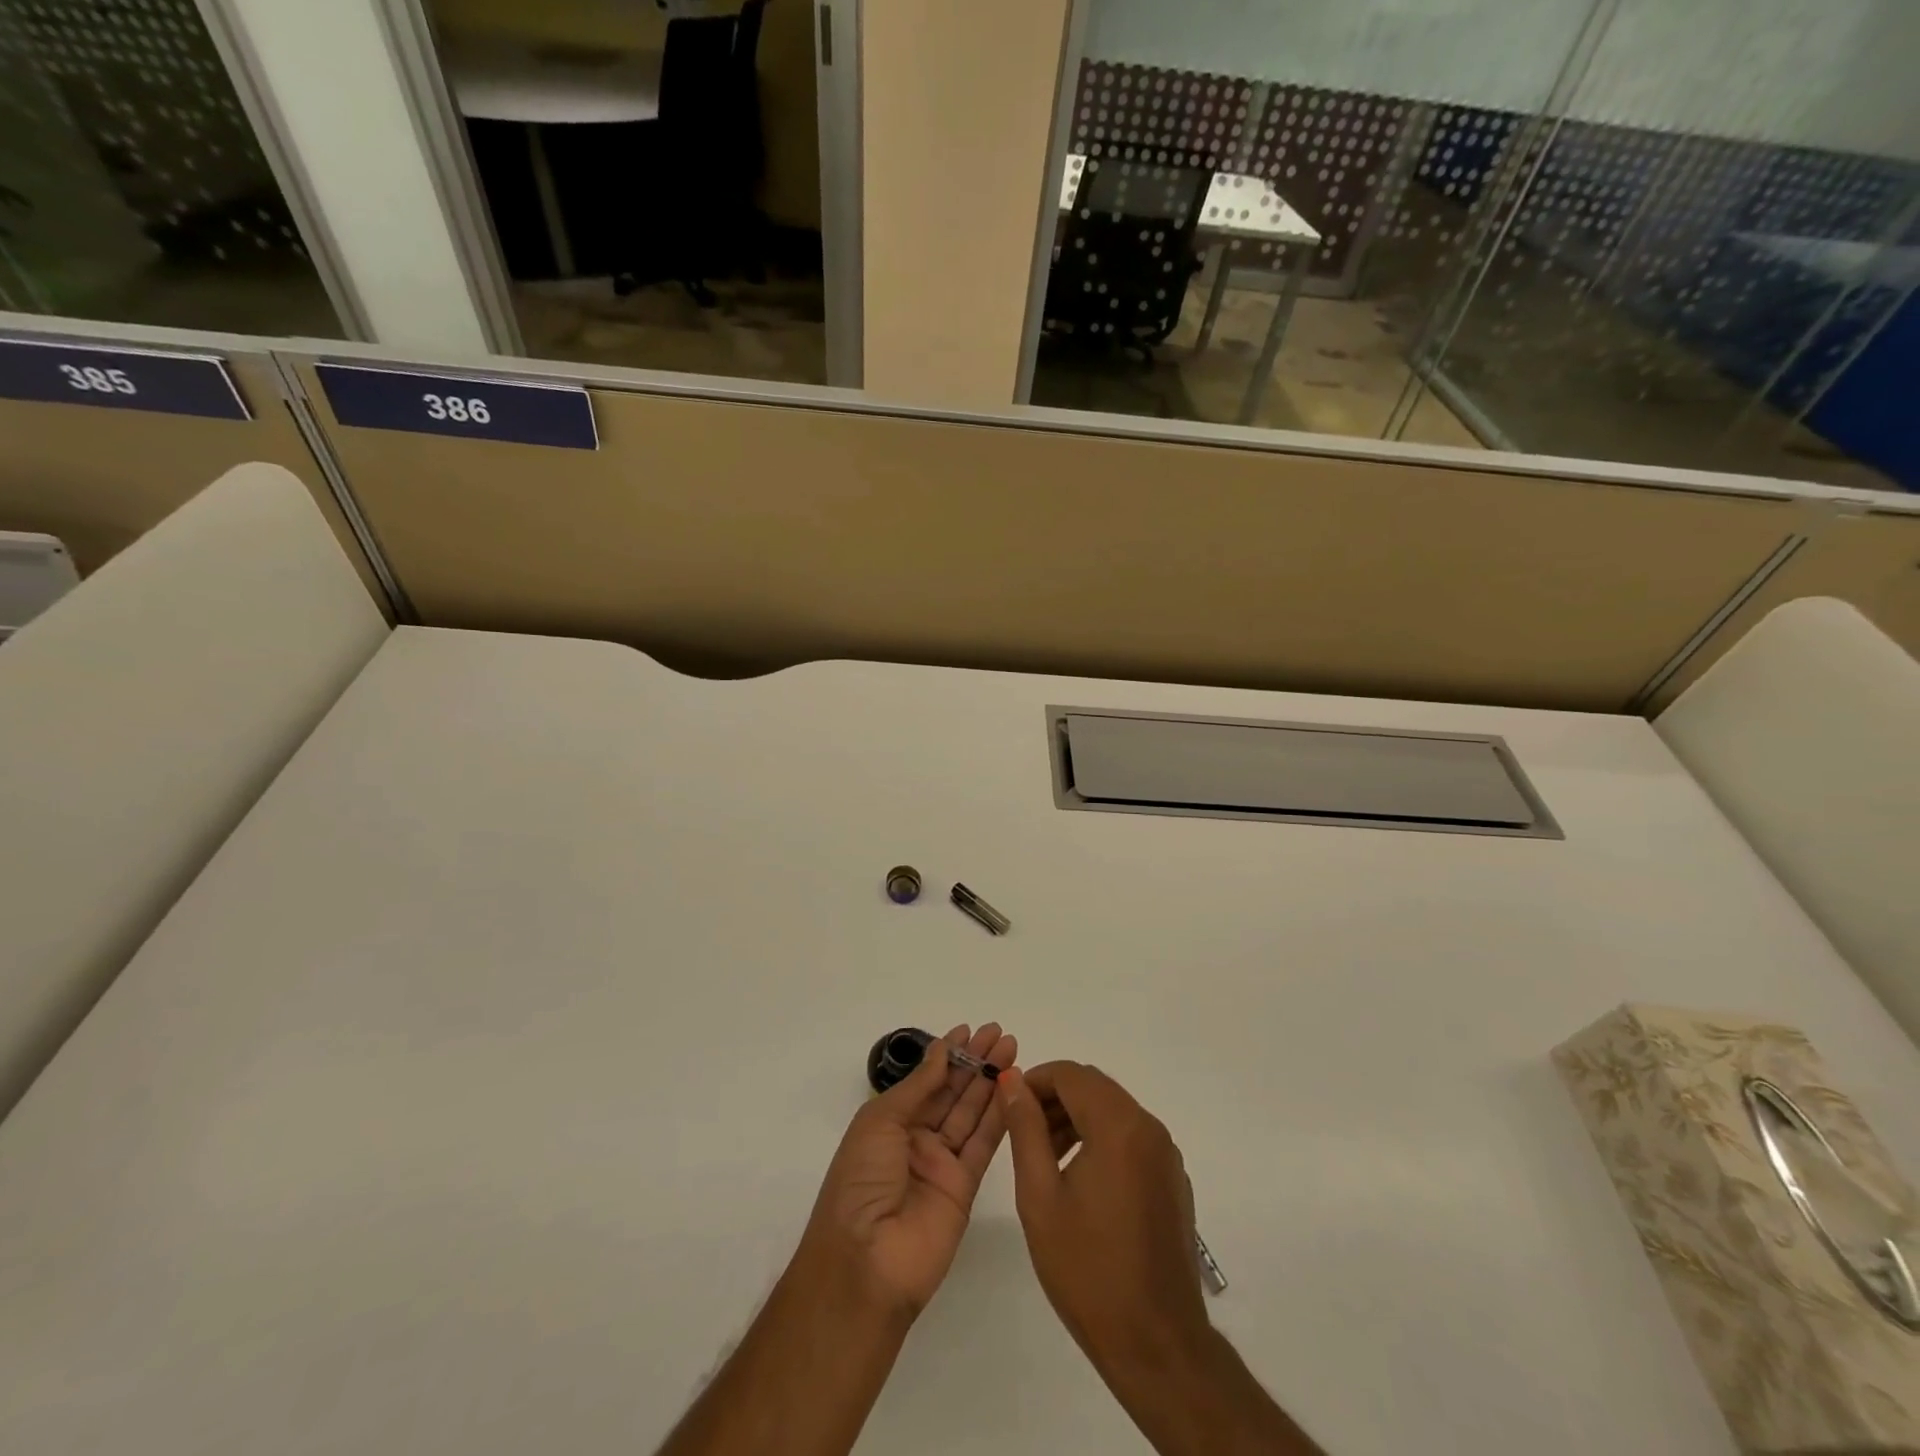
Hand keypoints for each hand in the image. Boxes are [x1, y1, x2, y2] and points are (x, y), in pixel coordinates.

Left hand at [799, 1023, 1015, 1317]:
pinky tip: (1013, 1089)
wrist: (865, 1263)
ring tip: (1011, 1050)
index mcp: (890, 1122)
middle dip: (975, 1062)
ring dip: (991, 1082)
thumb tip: (942, 1051)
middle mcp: (916, 1139)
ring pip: (971, 1113)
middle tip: (1000, 1033)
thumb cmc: (860, 1181)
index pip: (925, 1080)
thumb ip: (918, 1087)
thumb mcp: (880, 1122)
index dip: (947, 1054)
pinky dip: (999, 1116)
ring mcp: (942, 1164)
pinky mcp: (965, 1188)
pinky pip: (983, 1144)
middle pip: (952, 1092)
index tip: (970, 1029)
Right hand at [997, 1061, 1209, 1376]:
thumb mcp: (1040, 1196)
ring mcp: (1166, 1154)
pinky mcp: (1173, 1179)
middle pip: (1094, 1087)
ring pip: (1113, 1110)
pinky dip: (1102, 1139)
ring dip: (1077, 1118)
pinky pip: (1132, 1137)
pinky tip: (1081, 1182)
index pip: (1070, 1074)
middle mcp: (1149, 1128)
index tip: (1008, 1106)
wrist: (1157, 1344)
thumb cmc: (1088, 1270)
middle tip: (1023, 1134)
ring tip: (1046, 1159)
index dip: (1034, 1081)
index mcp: (1118, 1126)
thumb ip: (1025, 1129)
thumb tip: (1012, 1080)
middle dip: (1054, 1099)